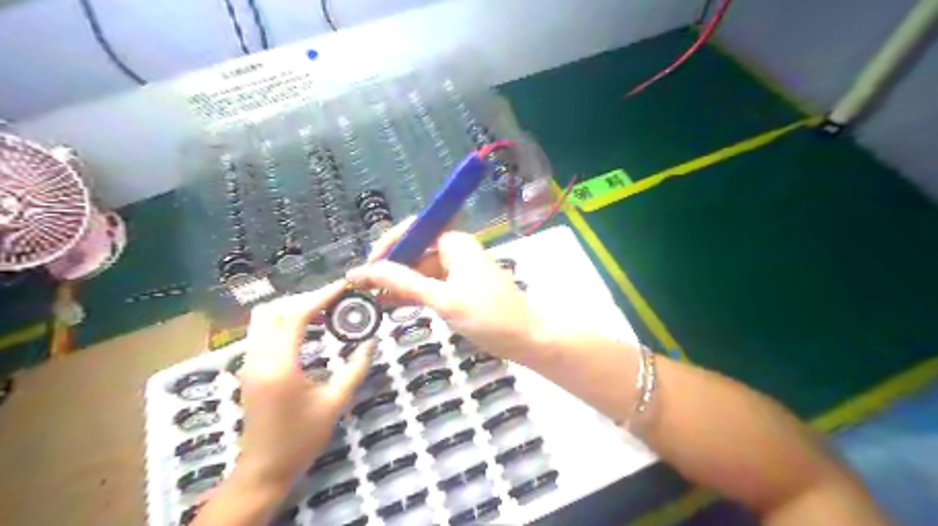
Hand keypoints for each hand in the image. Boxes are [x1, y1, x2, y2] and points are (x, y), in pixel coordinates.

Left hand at [235, 283, 373, 487]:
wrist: (264, 470)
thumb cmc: (301, 439)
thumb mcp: (335, 402)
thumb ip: (355, 368)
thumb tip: (372, 341)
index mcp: (279, 366)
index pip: (295, 316)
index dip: (320, 296)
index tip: (344, 286)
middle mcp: (257, 358)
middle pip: (276, 310)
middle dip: (307, 297)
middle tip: (337, 297)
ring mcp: (249, 362)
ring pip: (264, 317)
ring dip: (293, 306)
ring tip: (324, 307)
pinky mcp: (249, 368)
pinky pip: (263, 330)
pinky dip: (284, 319)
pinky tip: (307, 325)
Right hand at [344, 219, 537, 364]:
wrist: (528, 339)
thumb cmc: (489, 316)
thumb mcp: (444, 300)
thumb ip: (404, 283)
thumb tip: (364, 270)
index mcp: (454, 243)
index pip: (414, 230)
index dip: (388, 245)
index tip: (369, 267)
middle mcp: (454, 251)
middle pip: (414, 251)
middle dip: (389, 267)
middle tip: (362, 288)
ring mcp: (457, 271)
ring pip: (420, 271)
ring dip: (397, 283)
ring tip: (369, 299)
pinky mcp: (459, 289)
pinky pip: (429, 286)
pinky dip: (412, 294)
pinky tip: (390, 305)